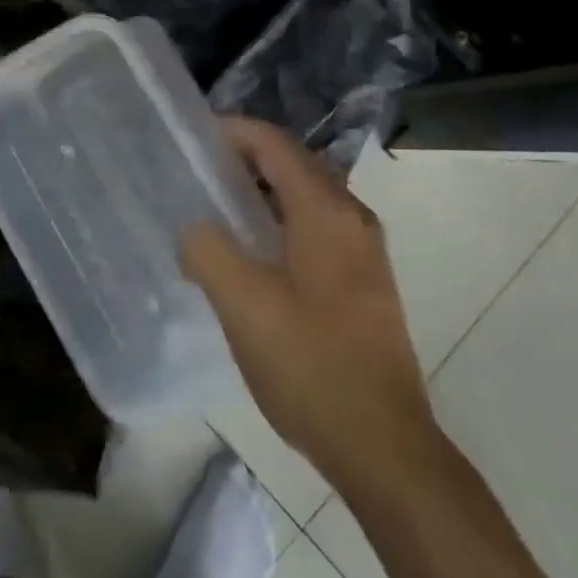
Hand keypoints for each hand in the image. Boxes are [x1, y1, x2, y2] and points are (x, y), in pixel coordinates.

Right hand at [183, 118, 434, 477]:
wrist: (383, 445)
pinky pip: (317, 227)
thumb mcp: (242, 304)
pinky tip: (254, 254)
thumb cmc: (310, 364)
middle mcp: (352, 218)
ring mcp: (364, 251)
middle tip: (199, 172)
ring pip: (307, 197)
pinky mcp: (365, 282)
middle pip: (294, 164)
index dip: (234, 132)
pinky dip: (282, 221)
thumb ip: (208, 250)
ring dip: (264, 192)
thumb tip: (196, 231)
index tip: (194, 138)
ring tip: (218, 209)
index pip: (275, 144)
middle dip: (247, 159)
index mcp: (326, 211)